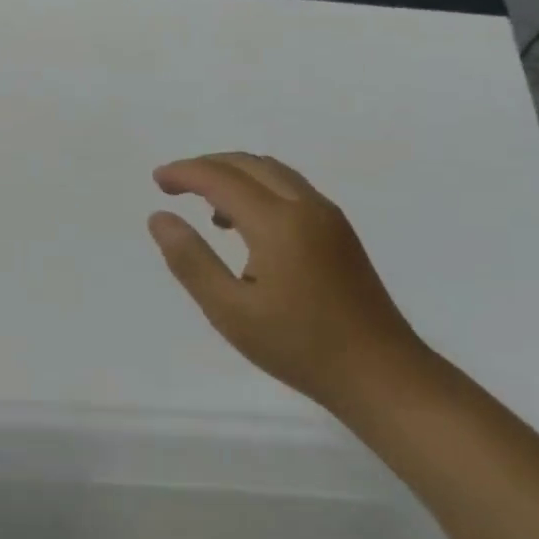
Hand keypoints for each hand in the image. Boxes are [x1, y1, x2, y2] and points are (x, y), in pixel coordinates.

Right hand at [147, 152, 425, 407]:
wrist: (381, 374)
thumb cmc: (299, 346)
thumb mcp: (230, 310)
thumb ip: (191, 260)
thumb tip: (159, 218)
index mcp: (279, 222)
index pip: (222, 178)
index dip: (185, 173)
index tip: (157, 180)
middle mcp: (307, 207)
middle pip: (249, 164)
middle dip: (207, 166)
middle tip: (173, 184)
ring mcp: (329, 218)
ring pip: (273, 173)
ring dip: (234, 175)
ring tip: (203, 203)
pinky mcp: (340, 233)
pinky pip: (290, 189)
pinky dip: (258, 189)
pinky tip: (244, 225)